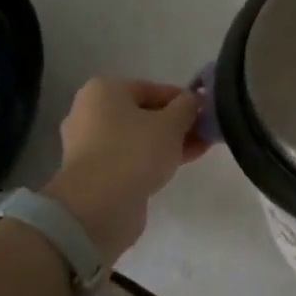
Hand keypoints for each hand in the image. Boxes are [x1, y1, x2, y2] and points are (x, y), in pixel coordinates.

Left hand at [44, 78, 206, 264]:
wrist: (99, 206)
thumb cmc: (135, 151)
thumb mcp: (172, 122)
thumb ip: (188, 106)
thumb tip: (195, 99)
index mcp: (104, 90)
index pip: (153, 89)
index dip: (183, 100)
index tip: (206, 113)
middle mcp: (90, 112)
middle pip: (144, 113)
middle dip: (177, 123)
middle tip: (205, 133)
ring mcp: (89, 145)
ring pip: (139, 137)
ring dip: (169, 142)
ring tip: (199, 150)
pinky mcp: (94, 172)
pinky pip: (130, 158)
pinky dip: (153, 159)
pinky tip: (178, 165)